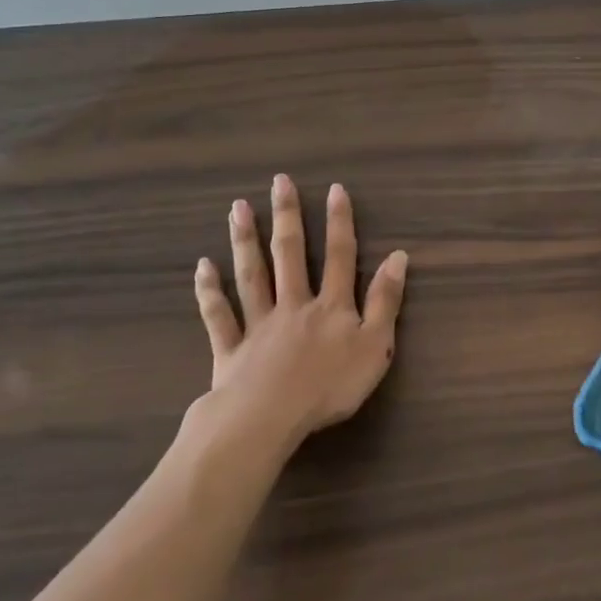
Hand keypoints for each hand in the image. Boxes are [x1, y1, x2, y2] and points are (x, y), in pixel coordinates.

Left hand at [189, 174, 407, 449]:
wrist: (268, 419)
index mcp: (331, 306)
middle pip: (290, 255)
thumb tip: (398, 257)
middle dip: (287, 216)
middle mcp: (294, 304)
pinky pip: (219, 316)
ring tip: (238, 208)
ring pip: (252, 276)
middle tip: (279, 182)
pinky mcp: (231, 349)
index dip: (339, 222)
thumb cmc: (329, 386)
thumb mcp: (375, 346)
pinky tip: (202, 267)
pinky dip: (210, 291)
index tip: (334, 188)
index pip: (340, 256)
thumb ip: (386, 301)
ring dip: (246, 240)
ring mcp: (259, 325)